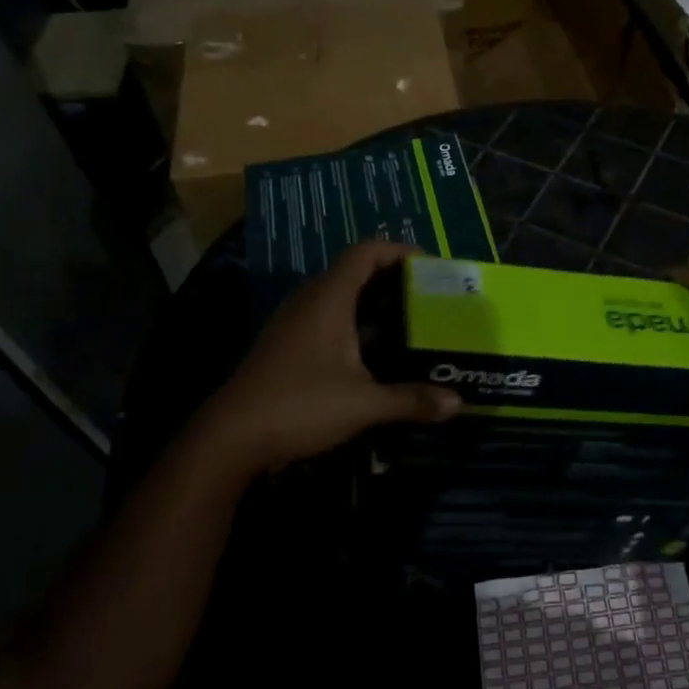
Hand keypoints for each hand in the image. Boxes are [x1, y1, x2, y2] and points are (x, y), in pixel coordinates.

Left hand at [190, 241, 459, 478]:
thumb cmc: (300, 405)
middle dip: (391, 279)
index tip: (429, 264)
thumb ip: (411, 400)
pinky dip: (353, 323)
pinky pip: (325, 317)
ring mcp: (292, 322)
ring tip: (407, 321)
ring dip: (371, 303)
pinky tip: (372, 352)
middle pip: (353, 271)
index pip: (365, 252)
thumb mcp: (363, 404)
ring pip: (338, 297)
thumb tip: (458, 404)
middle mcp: (309, 300)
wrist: (230, 438)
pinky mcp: (284, 344)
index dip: (398, 250)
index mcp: (329, 298)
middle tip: (426, 296)